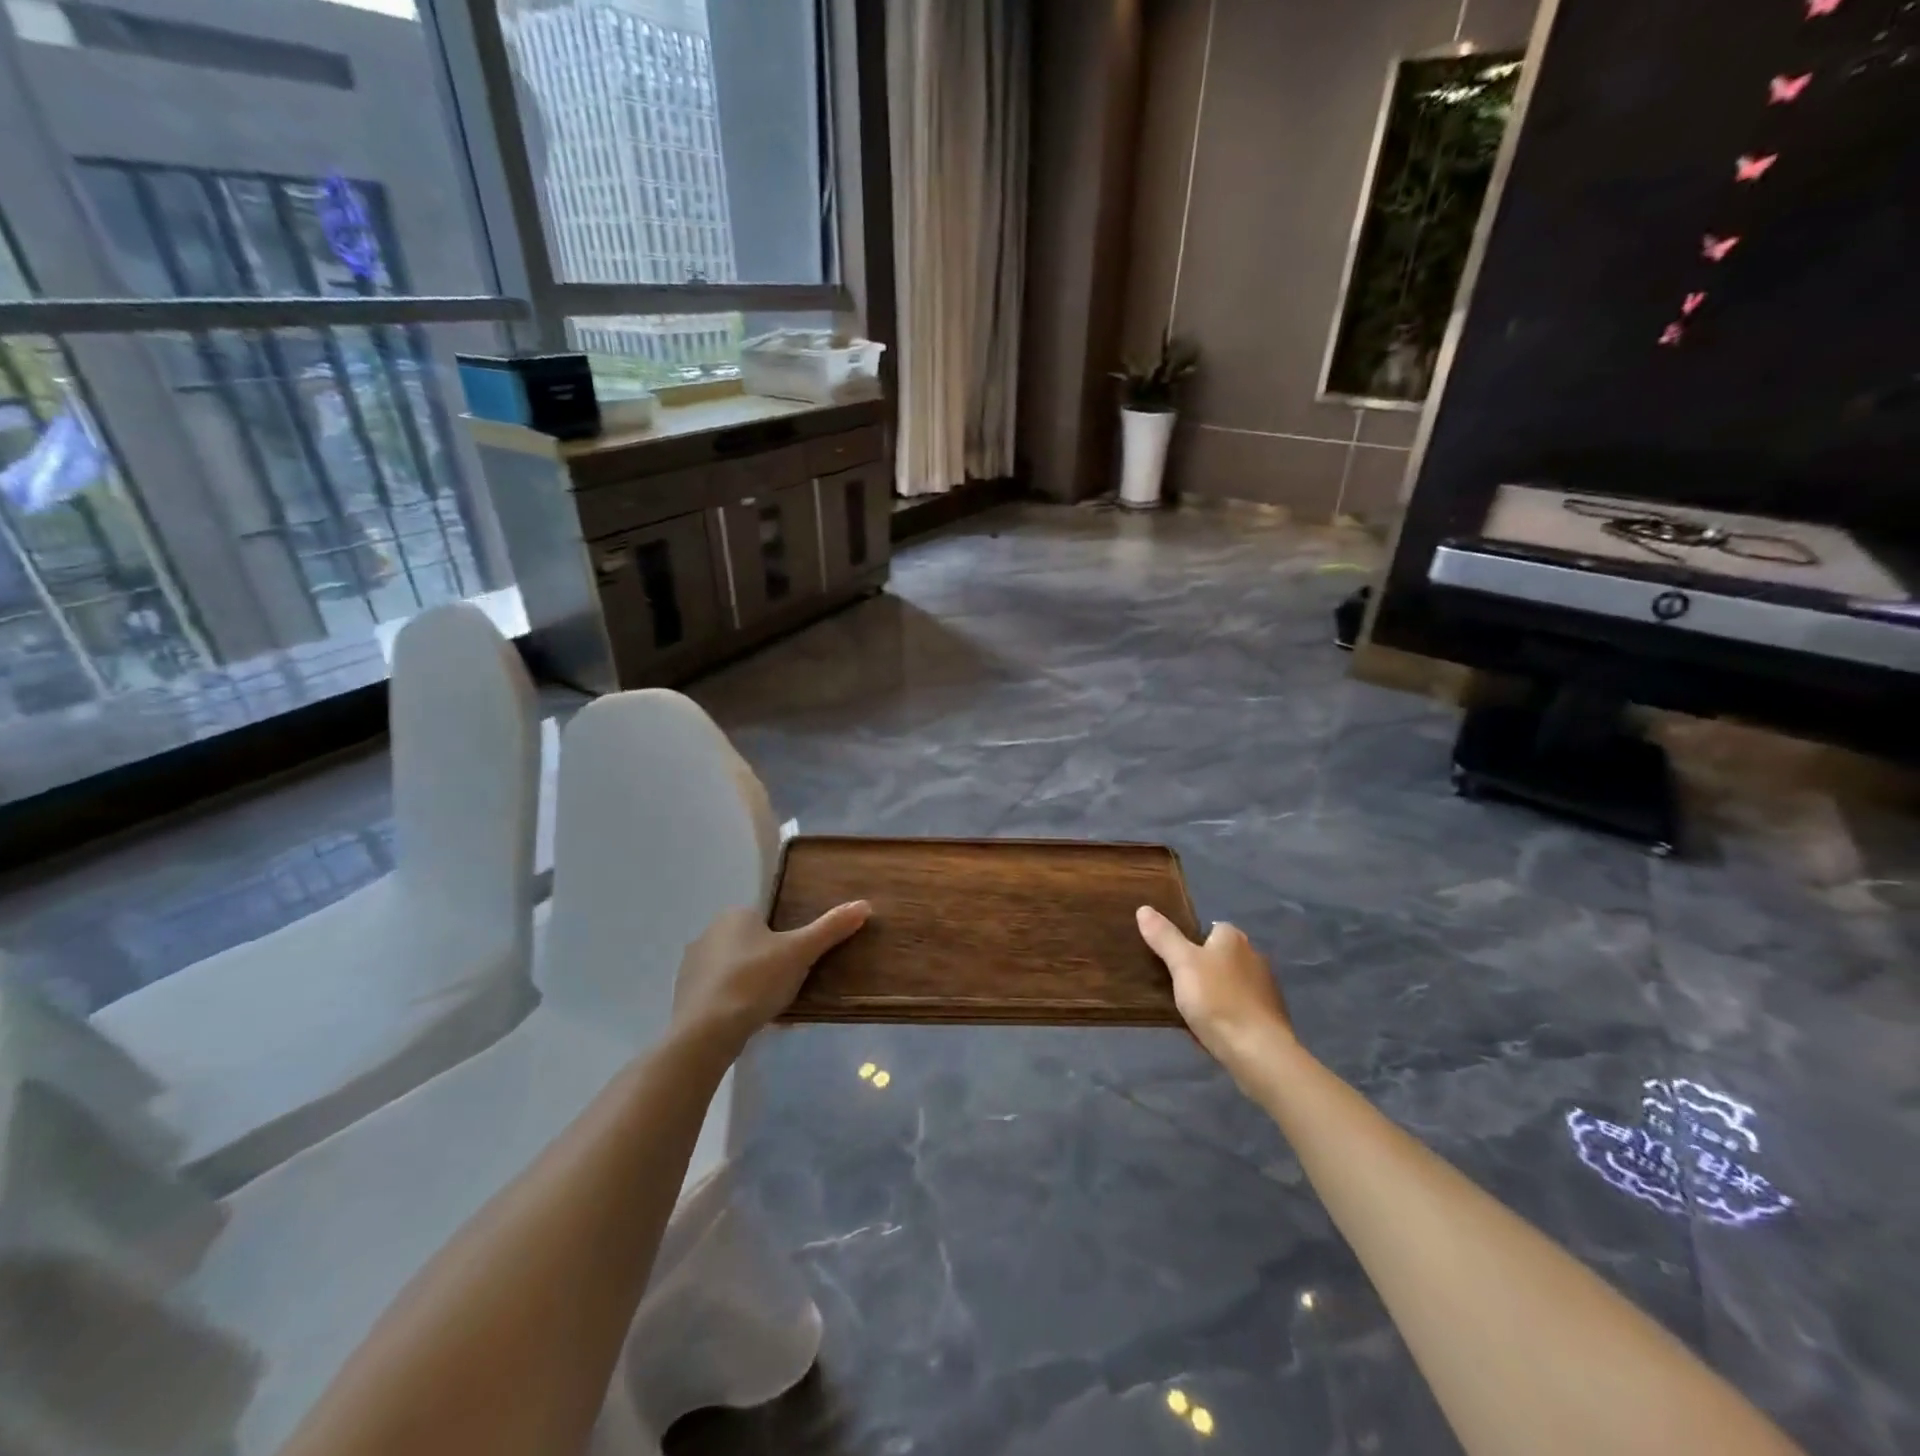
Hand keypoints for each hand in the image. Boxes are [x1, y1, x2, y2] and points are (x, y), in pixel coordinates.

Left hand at [672, 901, 870, 1051]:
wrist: (705, 1032)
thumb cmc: (755, 981)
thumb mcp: (800, 952)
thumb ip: (830, 928)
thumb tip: (864, 904)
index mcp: (734, 915)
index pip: (767, 920)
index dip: (785, 941)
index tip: (798, 963)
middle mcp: (709, 933)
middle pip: (751, 945)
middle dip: (770, 964)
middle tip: (790, 987)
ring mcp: (692, 966)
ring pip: (734, 970)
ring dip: (751, 985)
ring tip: (771, 1009)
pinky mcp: (684, 996)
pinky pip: (719, 994)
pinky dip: (734, 1004)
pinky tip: (748, 1022)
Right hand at [1136, 906, 1294, 1073]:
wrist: (1258, 1052)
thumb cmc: (1217, 1000)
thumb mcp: (1182, 964)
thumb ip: (1164, 936)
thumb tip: (1144, 909)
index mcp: (1234, 939)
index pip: (1211, 928)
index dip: (1191, 941)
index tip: (1173, 959)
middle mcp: (1254, 956)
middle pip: (1220, 956)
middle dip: (1202, 968)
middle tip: (1176, 985)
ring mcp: (1265, 988)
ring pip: (1230, 983)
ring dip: (1215, 992)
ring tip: (1191, 1009)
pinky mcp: (1269, 1017)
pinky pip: (1240, 1007)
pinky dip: (1227, 1013)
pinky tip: (1212, 1027)